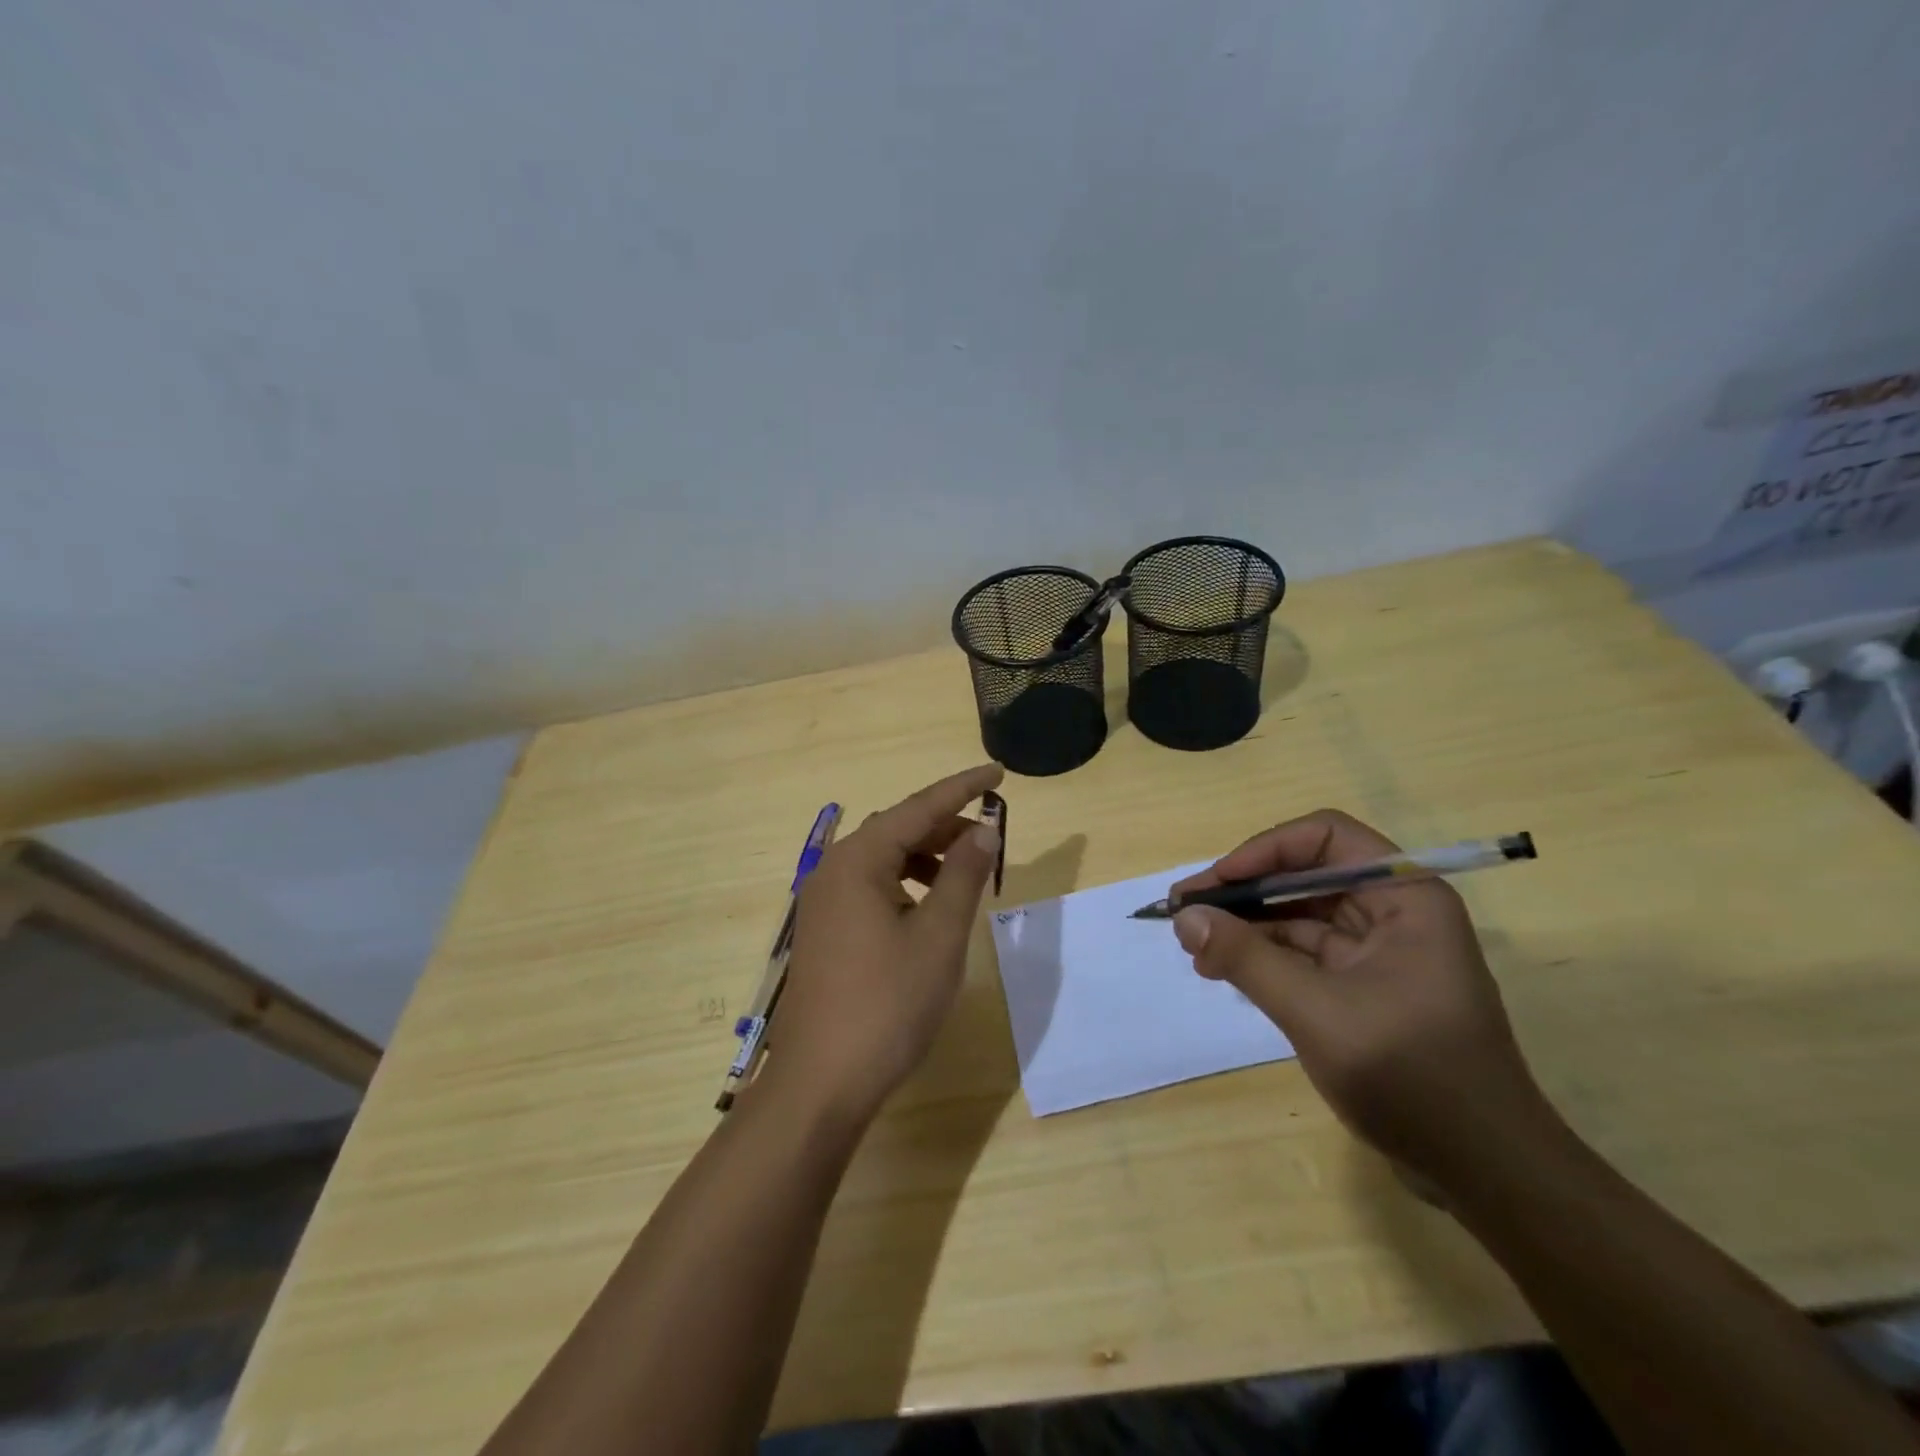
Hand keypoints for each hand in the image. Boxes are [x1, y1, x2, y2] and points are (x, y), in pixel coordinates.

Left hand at [764, 764, 1004, 1126]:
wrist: (821, 1082)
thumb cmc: (887, 1003)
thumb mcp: (939, 936)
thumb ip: (963, 876)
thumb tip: (985, 830)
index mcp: (858, 861)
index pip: (919, 808)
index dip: (962, 788)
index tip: (998, 772)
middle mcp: (833, 871)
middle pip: (897, 830)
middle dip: (946, 827)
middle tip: (991, 837)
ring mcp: (823, 902)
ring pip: (883, 859)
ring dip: (926, 856)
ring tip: (965, 874)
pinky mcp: (824, 930)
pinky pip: (871, 887)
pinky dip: (906, 884)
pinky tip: (929, 908)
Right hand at [1171, 810, 1559, 1187]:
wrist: (1485, 1172)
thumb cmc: (1412, 1077)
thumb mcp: (1316, 1012)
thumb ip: (1246, 958)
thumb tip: (1183, 917)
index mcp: (1404, 897)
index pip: (1326, 837)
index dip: (1265, 850)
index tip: (1218, 883)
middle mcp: (1393, 911)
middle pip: (1305, 874)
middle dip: (1244, 890)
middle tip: (1185, 911)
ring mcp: (1378, 951)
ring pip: (1298, 914)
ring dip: (1246, 925)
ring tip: (1194, 947)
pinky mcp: (1363, 986)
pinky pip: (1303, 953)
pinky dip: (1262, 956)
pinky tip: (1222, 969)